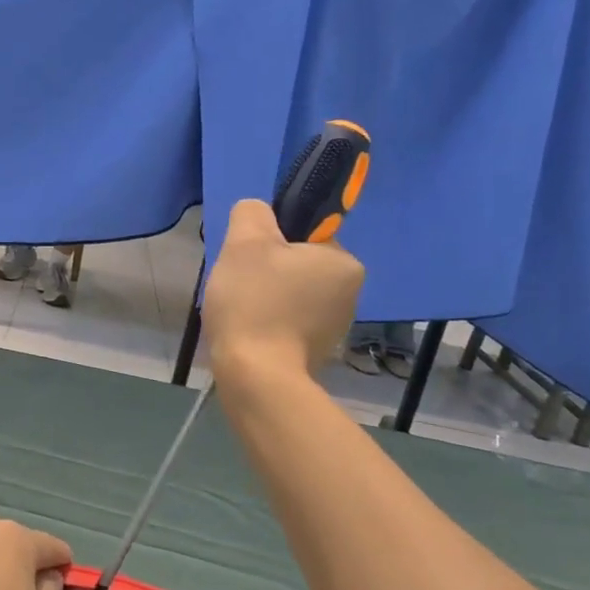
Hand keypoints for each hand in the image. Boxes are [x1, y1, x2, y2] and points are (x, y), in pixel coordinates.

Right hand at [203, 198, 364, 381]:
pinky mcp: (317, 353)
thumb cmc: (255, 303)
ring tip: (240, 313)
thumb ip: (252, 213)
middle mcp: (351, 293)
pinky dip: (268, 324)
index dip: (270, 242)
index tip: (248, 261)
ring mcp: (335, 328)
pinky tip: (249, 333)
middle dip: (267, 272)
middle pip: (297, 265)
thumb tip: (256, 211)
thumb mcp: (246, 243)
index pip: (305, 235)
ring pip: (291, 295)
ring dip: (266, 299)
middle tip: (238, 285)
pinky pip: (288, 324)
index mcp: (344, 262)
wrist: (256, 378)